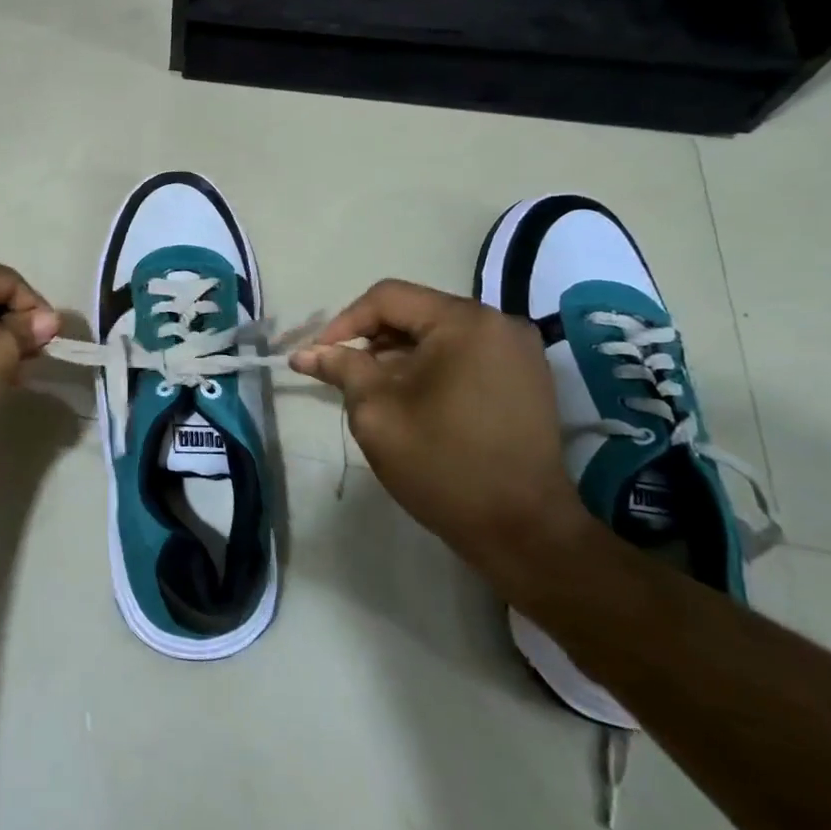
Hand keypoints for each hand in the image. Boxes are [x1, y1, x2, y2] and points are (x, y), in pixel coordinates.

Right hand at [290, 280, 588, 587]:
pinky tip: (411, 400)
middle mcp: (498, 323)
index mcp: (464, 322)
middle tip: (342, 375)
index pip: (387, 298)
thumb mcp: (377, 412)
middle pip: (415, 312)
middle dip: (372, 340)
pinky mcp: (525, 378)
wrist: (524, 531)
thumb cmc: (443, 465)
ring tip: (373, 391)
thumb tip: (305, 353)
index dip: (344, 322)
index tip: (318, 357)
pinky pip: (464, 355)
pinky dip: (430, 367)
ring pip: (438, 334)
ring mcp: (518, 351)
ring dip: (399, 355)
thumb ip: (342, 370)